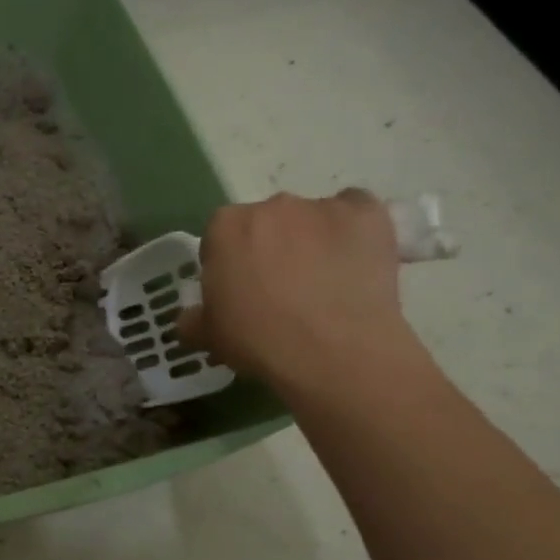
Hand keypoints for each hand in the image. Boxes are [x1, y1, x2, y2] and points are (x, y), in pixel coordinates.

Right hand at [176, 190, 425, 395]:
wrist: (334, 352)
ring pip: (310, 218)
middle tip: (280, 289)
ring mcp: (321, 207)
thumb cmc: (259, 340)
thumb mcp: (209, 336)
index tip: (239, 293)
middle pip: (265, 223)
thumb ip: (193, 319)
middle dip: (269, 248)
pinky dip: (354, 228)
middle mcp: (270, 206)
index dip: (228, 265)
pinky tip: (354, 258)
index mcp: (225, 227)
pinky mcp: (368, 214)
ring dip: (311, 239)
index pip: (220, 238)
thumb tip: (191, 318)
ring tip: (324, 281)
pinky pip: (356, 210)